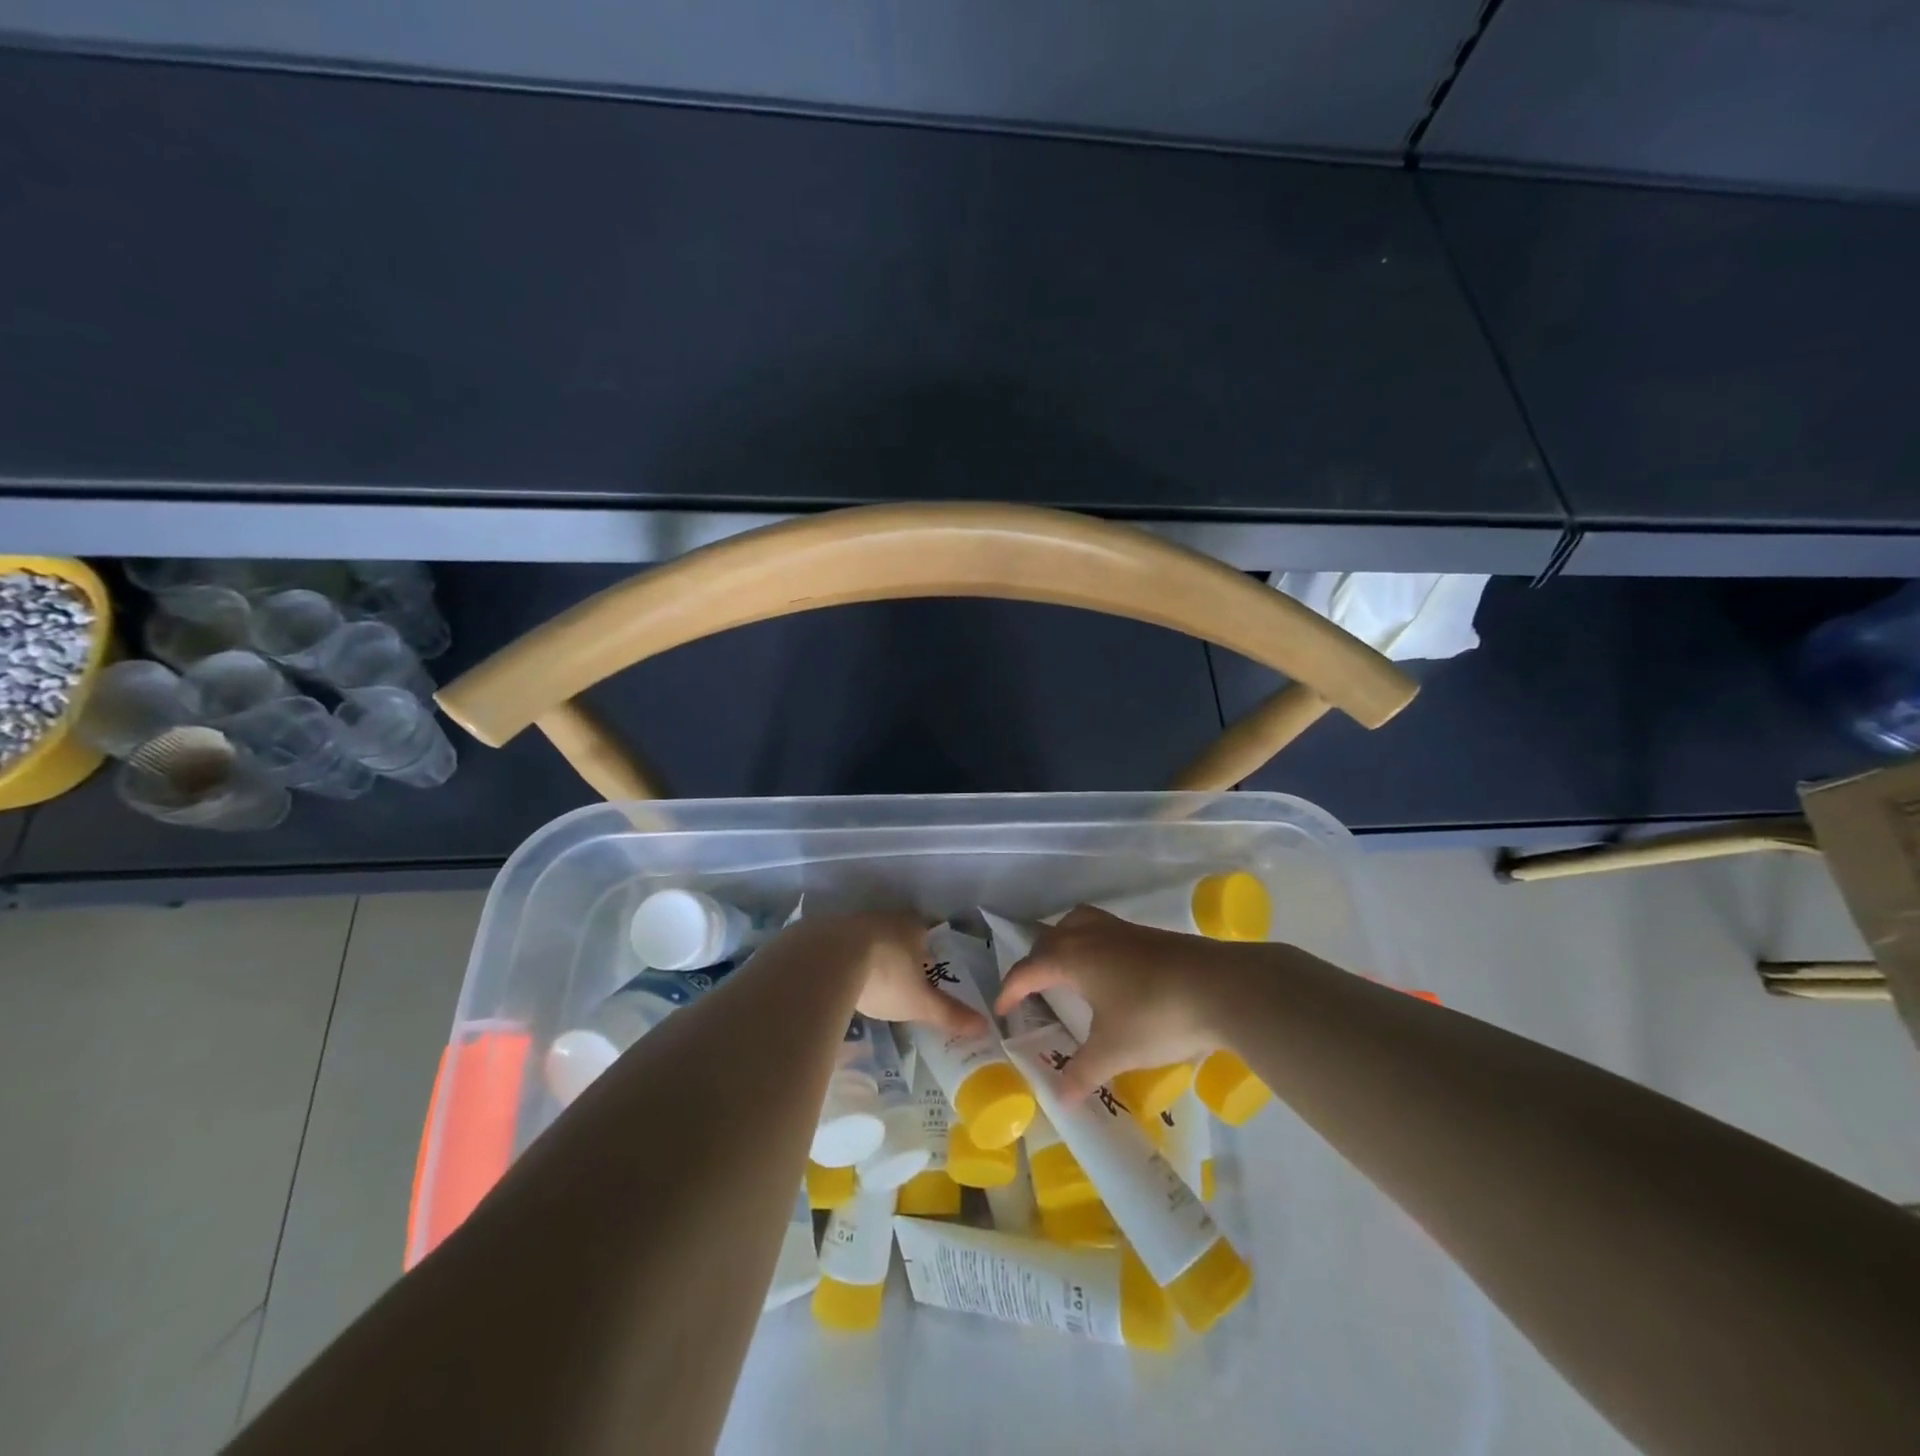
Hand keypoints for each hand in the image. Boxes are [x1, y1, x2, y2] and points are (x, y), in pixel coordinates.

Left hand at [788, 911, 985, 1034]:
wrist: (828, 959)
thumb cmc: (885, 977)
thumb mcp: (920, 1002)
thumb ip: (950, 1013)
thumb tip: (985, 1026)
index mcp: (913, 928)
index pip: (927, 933)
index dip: (927, 950)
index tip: (924, 968)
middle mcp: (884, 916)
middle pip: (896, 932)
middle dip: (896, 951)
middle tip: (896, 976)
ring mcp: (852, 919)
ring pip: (865, 936)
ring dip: (866, 953)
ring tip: (864, 979)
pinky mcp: (823, 929)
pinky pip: (836, 943)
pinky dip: (838, 957)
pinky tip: (835, 976)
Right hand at [993, 906, 1235, 1098]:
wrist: (1222, 987)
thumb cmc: (1156, 1015)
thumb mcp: (1114, 1051)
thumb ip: (1083, 1073)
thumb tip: (1060, 1100)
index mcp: (1073, 958)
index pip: (1028, 969)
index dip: (1010, 990)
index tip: (1001, 1011)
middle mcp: (1092, 936)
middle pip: (1050, 938)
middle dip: (1035, 961)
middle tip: (1032, 990)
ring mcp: (1123, 931)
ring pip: (1079, 923)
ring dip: (1064, 941)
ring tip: (1067, 968)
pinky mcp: (1150, 935)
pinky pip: (1105, 931)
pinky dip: (1092, 944)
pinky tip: (1109, 973)